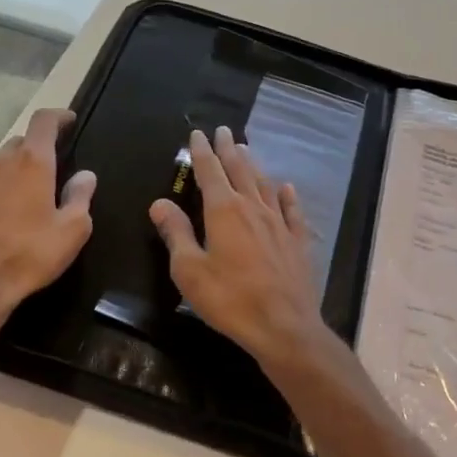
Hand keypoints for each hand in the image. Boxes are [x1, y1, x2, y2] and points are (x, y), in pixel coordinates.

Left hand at [0, 108, 96, 329]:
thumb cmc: (29, 256)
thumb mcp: (72, 231)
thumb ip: (81, 197)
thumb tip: (85, 175)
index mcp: (32, 163)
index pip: (44, 122)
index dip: (58, 117)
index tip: (68, 121)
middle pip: (20, 143)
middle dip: (37, 151)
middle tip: (49, 174)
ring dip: (12, 172)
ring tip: (22, 200)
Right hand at [150, 126, 329, 366]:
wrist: (284, 326)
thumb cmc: (229, 299)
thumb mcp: (189, 270)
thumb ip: (175, 233)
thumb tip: (159, 202)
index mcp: (223, 211)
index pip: (209, 172)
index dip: (201, 152)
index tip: (198, 133)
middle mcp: (253, 208)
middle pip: (239, 170)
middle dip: (228, 149)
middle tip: (224, 130)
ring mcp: (279, 223)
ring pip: (264, 184)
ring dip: (253, 164)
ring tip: (246, 149)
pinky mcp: (297, 242)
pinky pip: (292, 210)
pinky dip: (287, 195)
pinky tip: (286, 187)